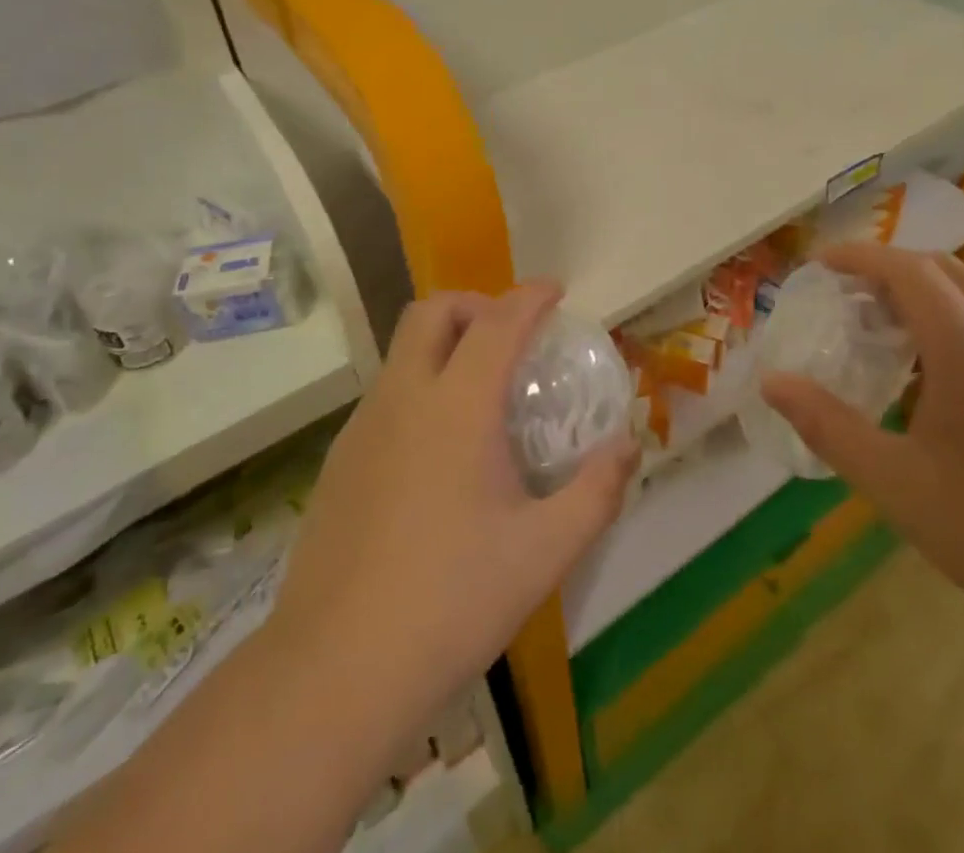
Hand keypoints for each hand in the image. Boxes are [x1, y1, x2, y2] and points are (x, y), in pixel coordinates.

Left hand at [269, 283, 638, 724]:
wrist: (334, 672)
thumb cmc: (451, 603)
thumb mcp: (544, 552)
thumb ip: (596, 491)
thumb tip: (629, 444)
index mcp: (456, 405)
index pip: (498, 321)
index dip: (530, 296)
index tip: (556, 291)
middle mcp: (403, 397)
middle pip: (432, 311)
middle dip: (476, 303)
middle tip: (512, 335)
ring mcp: (362, 427)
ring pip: (403, 351)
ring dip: (445, 344)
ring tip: (482, 394)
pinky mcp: (338, 460)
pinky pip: (387, 394)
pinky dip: (420, 386)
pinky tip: (439, 451)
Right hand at [760, 245, 963, 653]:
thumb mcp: (894, 482)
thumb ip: (828, 425)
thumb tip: (771, 382)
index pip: (908, 270)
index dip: (859, 256)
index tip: (819, 263)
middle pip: (943, 270)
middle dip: (889, 265)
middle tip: (844, 291)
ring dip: (922, 291)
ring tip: (879, 326)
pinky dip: (949, 319)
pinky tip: (929, 374)